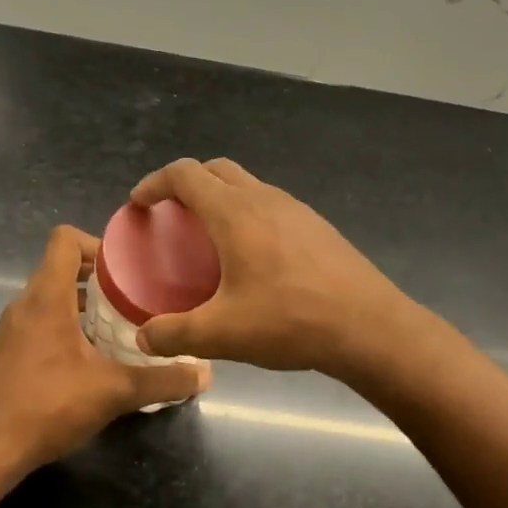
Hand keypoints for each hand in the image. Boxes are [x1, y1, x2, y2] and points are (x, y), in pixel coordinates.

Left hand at [0, 226, 210, 474]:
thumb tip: (206, 374)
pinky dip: (51, 337)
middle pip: (56, 272)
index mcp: (46, 299)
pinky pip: (26, 332)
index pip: (64, 240)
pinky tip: (70, 371)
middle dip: (93, 283)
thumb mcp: (115, 393)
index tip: (123, 269)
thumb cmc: (49, 407)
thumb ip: (162, 381)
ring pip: (41, 305)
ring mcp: (1, 333)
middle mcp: (19, 306)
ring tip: (105, 337)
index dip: (95, 244)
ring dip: (72, 311)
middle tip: (127, 305)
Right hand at [128, 158, 415, 377]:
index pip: (184, 175)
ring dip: (220, 197)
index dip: (155, 183)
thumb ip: (174, 333)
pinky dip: (248, 214)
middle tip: (171, 215)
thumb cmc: (290, 321)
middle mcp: (264, 199)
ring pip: (247, 185)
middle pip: (216, 170)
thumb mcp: (221, 334)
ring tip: (209, 236)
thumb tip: (143, 337)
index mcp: (234, 213)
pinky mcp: (318, 226)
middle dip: (186, 183)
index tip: (139, 203)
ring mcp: (296, 209)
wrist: (369, 327)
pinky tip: (252, 256)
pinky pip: (271, 205)